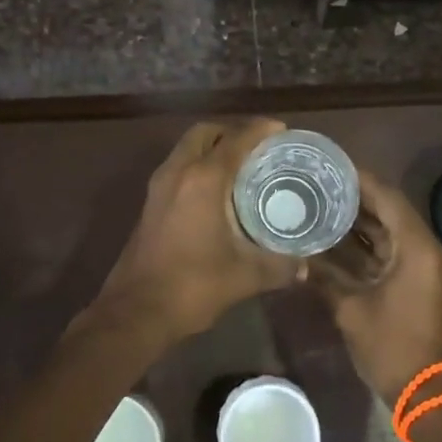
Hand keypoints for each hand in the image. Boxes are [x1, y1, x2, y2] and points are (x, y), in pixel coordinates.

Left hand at [101, 119, 301, 340]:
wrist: (136, 311)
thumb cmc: (192, 285)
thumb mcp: (245, 276)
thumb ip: (279, 266)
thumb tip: (305, 267)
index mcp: (203, 179)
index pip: (236, 140)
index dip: (260, 130)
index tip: (281, 130)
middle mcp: (178, 172)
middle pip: (205, 133)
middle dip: (232, 132)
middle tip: (258, 147)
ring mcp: (159, 186)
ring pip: (187, 148)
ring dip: (212, 147)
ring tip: (241, 166)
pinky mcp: (151, 202)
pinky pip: (178, 167)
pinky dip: (198, 165)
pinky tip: (218, 191)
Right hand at [318, 170, 441, 405]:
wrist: (424, 392)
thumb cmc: (391, 346)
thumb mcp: (351, 309)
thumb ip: (324, 276)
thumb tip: (295, 255)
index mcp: (415, 247)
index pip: (387, 198)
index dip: (360, 180)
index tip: (331, 166)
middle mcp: (422, 248)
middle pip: (388, 210)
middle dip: (356, 197)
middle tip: (321, 183)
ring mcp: (420, 265)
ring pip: (387, 231)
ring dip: (359, 220)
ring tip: (322, 203)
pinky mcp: (414, 281)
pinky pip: (388, 250)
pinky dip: (365, 244)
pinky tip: (334, 238)